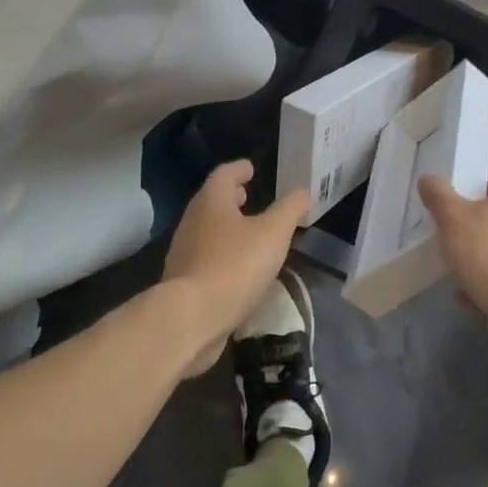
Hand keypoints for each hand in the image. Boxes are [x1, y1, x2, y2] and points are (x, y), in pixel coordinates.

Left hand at [162, 161, 309, 378]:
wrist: (191, 318)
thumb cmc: (234, 265)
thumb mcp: (273, 233)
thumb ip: (290, 209)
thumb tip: (302, 191)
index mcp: (212, 202)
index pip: (224, 174)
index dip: (240, 169)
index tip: (252, 168)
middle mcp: (193, 221)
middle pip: (212, 201)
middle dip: (231, 197)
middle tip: (249, 195)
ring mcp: (185, 252)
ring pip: (208, 230)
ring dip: (227, 226)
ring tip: (250, 231)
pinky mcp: (184, 281)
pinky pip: (207, 257)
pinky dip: (223, 253)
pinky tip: (239, 267)